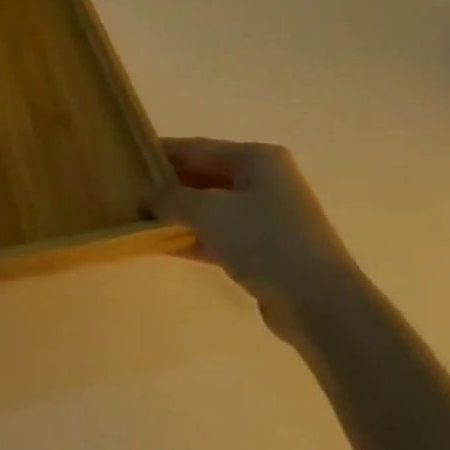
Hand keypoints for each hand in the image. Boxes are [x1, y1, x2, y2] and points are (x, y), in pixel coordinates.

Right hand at [144, 138, 356, 321]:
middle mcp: (264, 181)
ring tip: (140, 217)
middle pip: (207, 176)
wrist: (318, 301)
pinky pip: (220, 236)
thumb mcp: (211, 212)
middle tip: (130, 191)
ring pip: (212, 208)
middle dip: (170, 185)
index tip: (130, 157)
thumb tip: (144, 193)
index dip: (165, 152)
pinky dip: (194, 238)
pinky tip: (163, 245)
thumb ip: (173, 199)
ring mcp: (266, 217)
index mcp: (257, 159)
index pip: (200, 148)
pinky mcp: (264, 251)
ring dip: (180, 214)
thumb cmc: (265, 240)